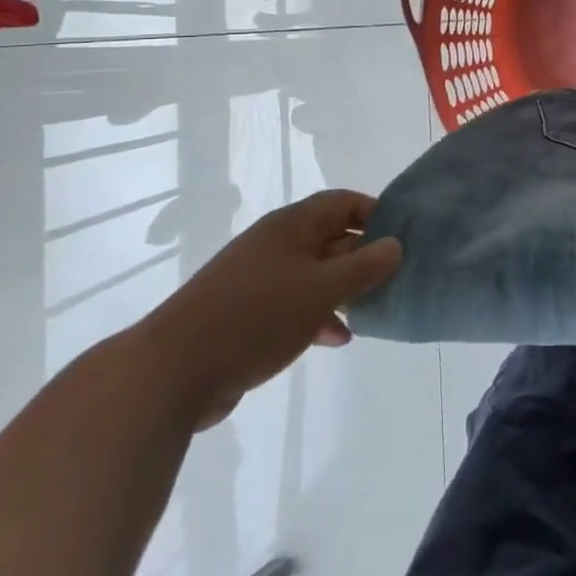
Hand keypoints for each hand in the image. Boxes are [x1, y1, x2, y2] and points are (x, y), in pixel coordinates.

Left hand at [135, 190, 401, 430]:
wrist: (172, 372)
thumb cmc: (257, 318)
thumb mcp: (322, 290)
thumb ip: (364, 267)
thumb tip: (395, 244)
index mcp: (292, 226)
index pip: (343, 203)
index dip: (375, 214)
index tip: (403, 238)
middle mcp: (275, 244)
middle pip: (330, 238)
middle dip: (363, 257)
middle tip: (394, 279)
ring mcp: (257, 279)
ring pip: (314, 274)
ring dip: (343, 290)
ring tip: (371, 311)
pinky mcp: (245, 314)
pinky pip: (293, 304)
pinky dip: (317, 315)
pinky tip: (336, 338)